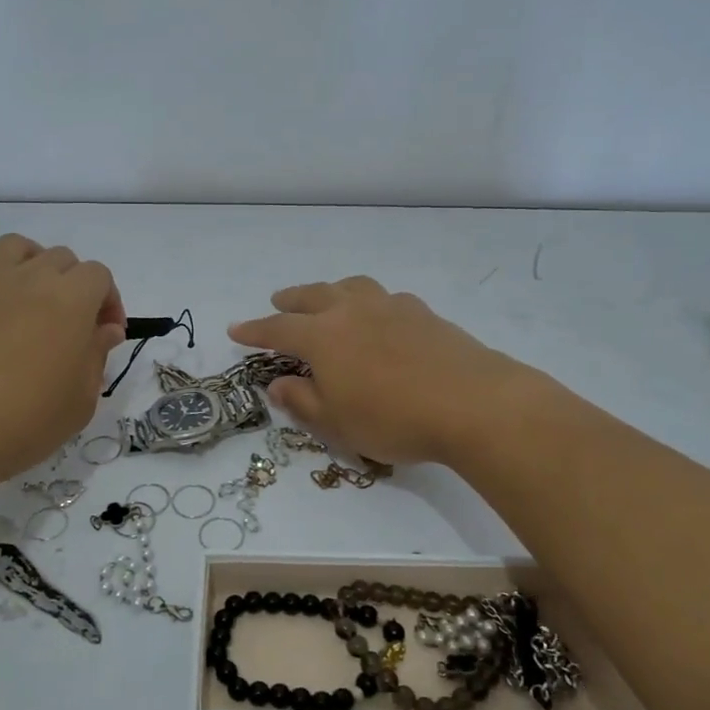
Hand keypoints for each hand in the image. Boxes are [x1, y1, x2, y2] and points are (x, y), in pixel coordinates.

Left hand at [0, 235, 124, 485]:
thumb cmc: (29, 419)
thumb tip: (104, 329)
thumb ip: (98, 354)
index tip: (106, 334)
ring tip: (29, 298)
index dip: (109, 301)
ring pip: (15, 248)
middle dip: (74, 284)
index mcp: (71, 299)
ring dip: (29, 265)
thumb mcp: (83, 397)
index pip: (99, 276)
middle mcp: (31, 279)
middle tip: (71, 323)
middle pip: (61, 258)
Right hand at [228, 276, 537, 466]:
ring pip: (351, 287)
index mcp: (323, 336)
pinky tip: (379, 316)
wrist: (473, 403)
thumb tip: (277, 383)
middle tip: (278, 300)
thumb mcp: (336, 423)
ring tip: (327, 298)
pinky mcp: (423, 313)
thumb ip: (301, 400)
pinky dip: (369, 301)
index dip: (254, 330)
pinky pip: (385, 297)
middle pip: (313, 296)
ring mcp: (390, 306)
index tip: (236, 329)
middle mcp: (352, 311)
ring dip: (331, 290)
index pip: (277, 329)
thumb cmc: (393, 418)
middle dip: (290, 300)